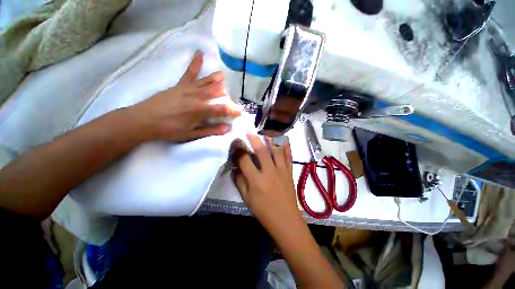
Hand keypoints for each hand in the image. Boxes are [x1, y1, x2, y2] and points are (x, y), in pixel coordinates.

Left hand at [128, 51, 241, 141]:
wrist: (144, 120)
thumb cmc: (169, 130)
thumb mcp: (192, 134)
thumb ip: (211, 130)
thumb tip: (227, 128)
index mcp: (201, 110)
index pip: (223, 109)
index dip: (233, 110)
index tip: (241, 112)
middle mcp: (198, 96)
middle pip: (217, 93)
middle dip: (227, 97)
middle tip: (232, 101)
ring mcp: (189, 88)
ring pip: (208, 82)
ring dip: (217, 80)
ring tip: (224, 77)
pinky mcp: (180, 85)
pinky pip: (190, 72)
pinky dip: (195, 63)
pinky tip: (199, 54)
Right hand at [233, 134, 302, 229]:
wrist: (285, 220)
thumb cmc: (264, 211)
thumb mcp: (247, 199)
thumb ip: (240, 182)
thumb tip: (235, 168)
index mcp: (256, 180)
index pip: (245, 160)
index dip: (239, 150)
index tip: (236, 143)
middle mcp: (269, 172)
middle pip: (261, 151)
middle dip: (254, 139)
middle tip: (249, 131)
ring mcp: (281, 171)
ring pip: (276, 151)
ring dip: (271, 139)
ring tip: (266, 131)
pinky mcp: (290, 172)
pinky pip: (289, 156)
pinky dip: (287, 146)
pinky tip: (284, 138)